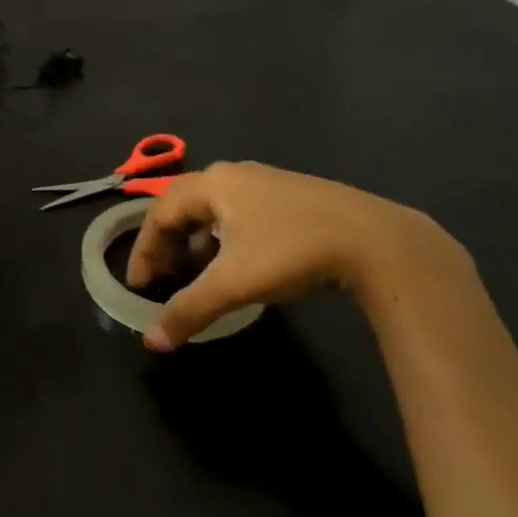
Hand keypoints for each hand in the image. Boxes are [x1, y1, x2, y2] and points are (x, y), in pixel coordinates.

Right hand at [126, 161, 457, 349]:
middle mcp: (234, 174)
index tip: (139, 285)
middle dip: (166, 241)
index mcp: (212, 184)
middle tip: (161, 275)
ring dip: (195, 238)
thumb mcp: (234, 284)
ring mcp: (266, 181)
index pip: (159, 214)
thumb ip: (188, 310)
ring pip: (213, 208)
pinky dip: (224, 235)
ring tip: (197, 270)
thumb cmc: (292, 252)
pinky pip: (240, 211)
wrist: (377, 241)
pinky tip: (239, 261)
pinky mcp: (292, 195)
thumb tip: (152, 341)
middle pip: (183, 204)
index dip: (143, 250)